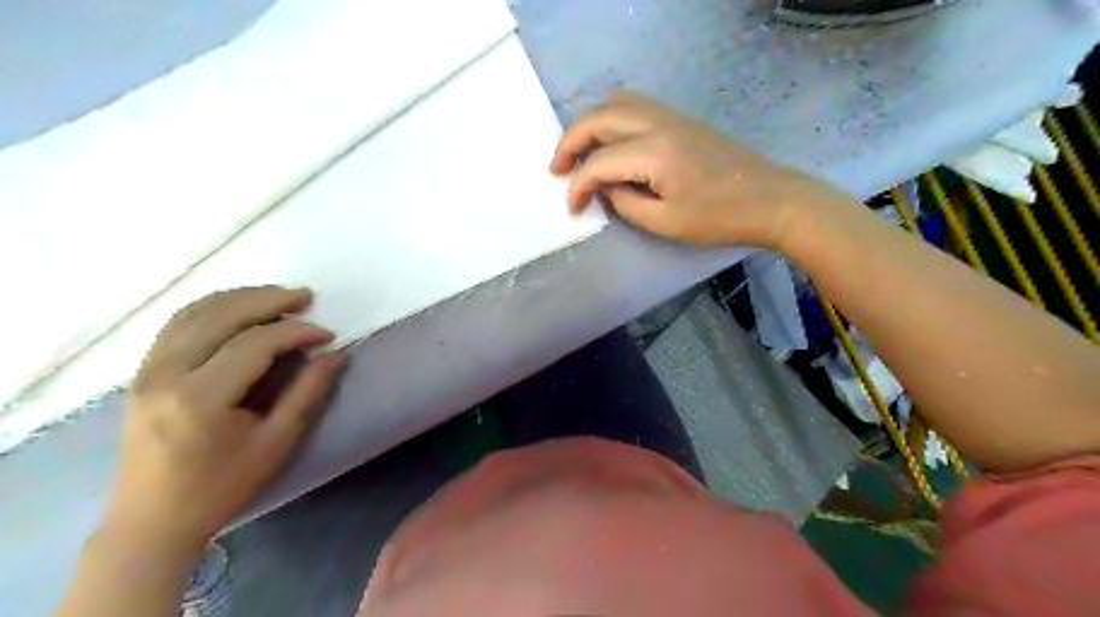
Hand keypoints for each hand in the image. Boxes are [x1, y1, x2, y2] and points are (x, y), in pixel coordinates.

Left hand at [103, 287, 342, 545]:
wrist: (151, 520)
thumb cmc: (221, 486)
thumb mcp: (276, 442)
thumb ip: (308, 392)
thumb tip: (336, 353)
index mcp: (199, 399)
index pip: (254, 344)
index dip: (296, 332)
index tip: (327, 334)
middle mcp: (165, 375)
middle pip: (221, 316)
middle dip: (269, 300)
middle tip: (306, 297)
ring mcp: (147, 371)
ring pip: (195, 312)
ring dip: (241, 297)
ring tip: (279, 297)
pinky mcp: (143, 372)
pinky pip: (178, 324)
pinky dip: (213, 307)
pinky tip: (239, 308)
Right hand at [550, 92, 847, 244]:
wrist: (770, 199)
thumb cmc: (719, 218)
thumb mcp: (665, 222)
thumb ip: (625, 203)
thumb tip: (606, 188)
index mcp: (654, 152)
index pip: (599, 162)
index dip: (578, 185)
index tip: (572, 208)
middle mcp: (658, 124)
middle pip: (599, 117)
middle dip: (570, 141)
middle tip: (557, 169)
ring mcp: (672, 116)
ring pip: (616, 103)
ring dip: (590, 124)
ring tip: (579, 153)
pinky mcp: (681, 120)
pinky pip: (635, 106)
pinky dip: (612, 119)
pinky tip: (610, 142)